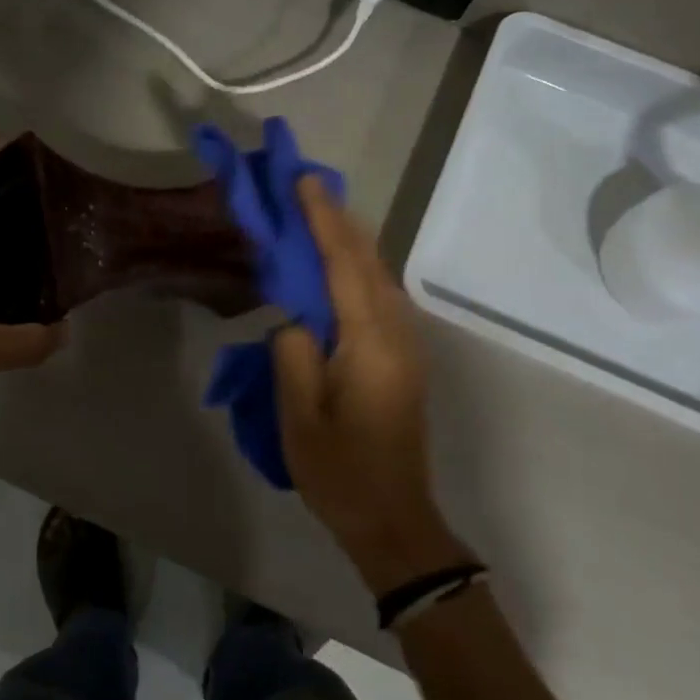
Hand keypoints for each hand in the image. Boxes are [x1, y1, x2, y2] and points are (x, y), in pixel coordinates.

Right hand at [274, 177, 467, 595]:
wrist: (394, 519)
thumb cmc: (341, 473)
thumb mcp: (299, 416)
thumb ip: (293, 353)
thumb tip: (296, 317)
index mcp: (370, 342)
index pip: (344, 264)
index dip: (323, 219)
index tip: (303, 180)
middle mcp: (396, 331)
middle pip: (367, 259)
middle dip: (337, 218)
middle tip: (303, 185)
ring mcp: (406, 343)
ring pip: (377, 273)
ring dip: (348, 239)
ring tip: (314, 213)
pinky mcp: (403, 356)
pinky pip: (378, 294)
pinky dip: (355, 266)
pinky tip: (335, 263)